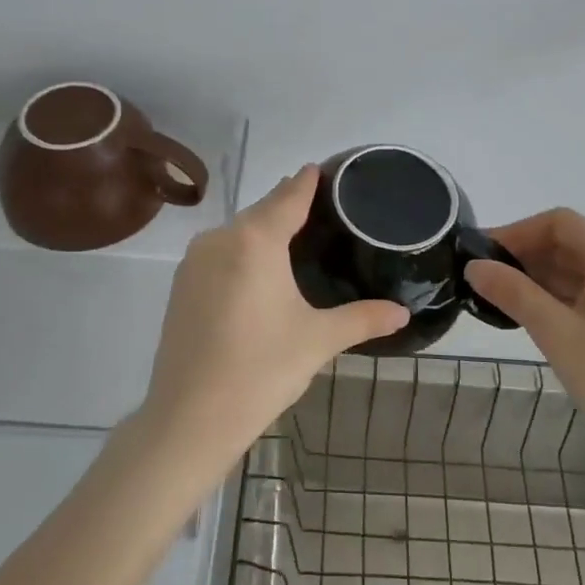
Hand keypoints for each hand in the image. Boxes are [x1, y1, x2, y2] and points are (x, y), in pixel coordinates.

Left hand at [139, 166, 409, 472]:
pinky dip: (241, 252)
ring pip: (237, 233)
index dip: (307, 181)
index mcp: (256, 240)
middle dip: (287, 205)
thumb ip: (362, 318)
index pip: (288, 196)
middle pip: (262, 211)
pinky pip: (219, 253)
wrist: (190, 417)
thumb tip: (403, 312)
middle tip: (319, 207)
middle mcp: (221, 238)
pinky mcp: (181, 285)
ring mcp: (194, 261)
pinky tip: (257, 272)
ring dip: (263, 230)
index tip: (321, 168)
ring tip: (293, 237)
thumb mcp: (318, 340)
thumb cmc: (261, 369)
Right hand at [463, 208, 584, 470]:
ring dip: (540, 278)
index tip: (483, 256)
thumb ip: (513, 293)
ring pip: (580, 270)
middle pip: (570, 244)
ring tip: (501, 300)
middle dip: (525, 256)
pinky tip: (535, 318)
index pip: (559, 223)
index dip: (517, 232)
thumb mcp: (557, 334)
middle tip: (485, 281)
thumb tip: (474, 266)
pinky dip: (560, 297)